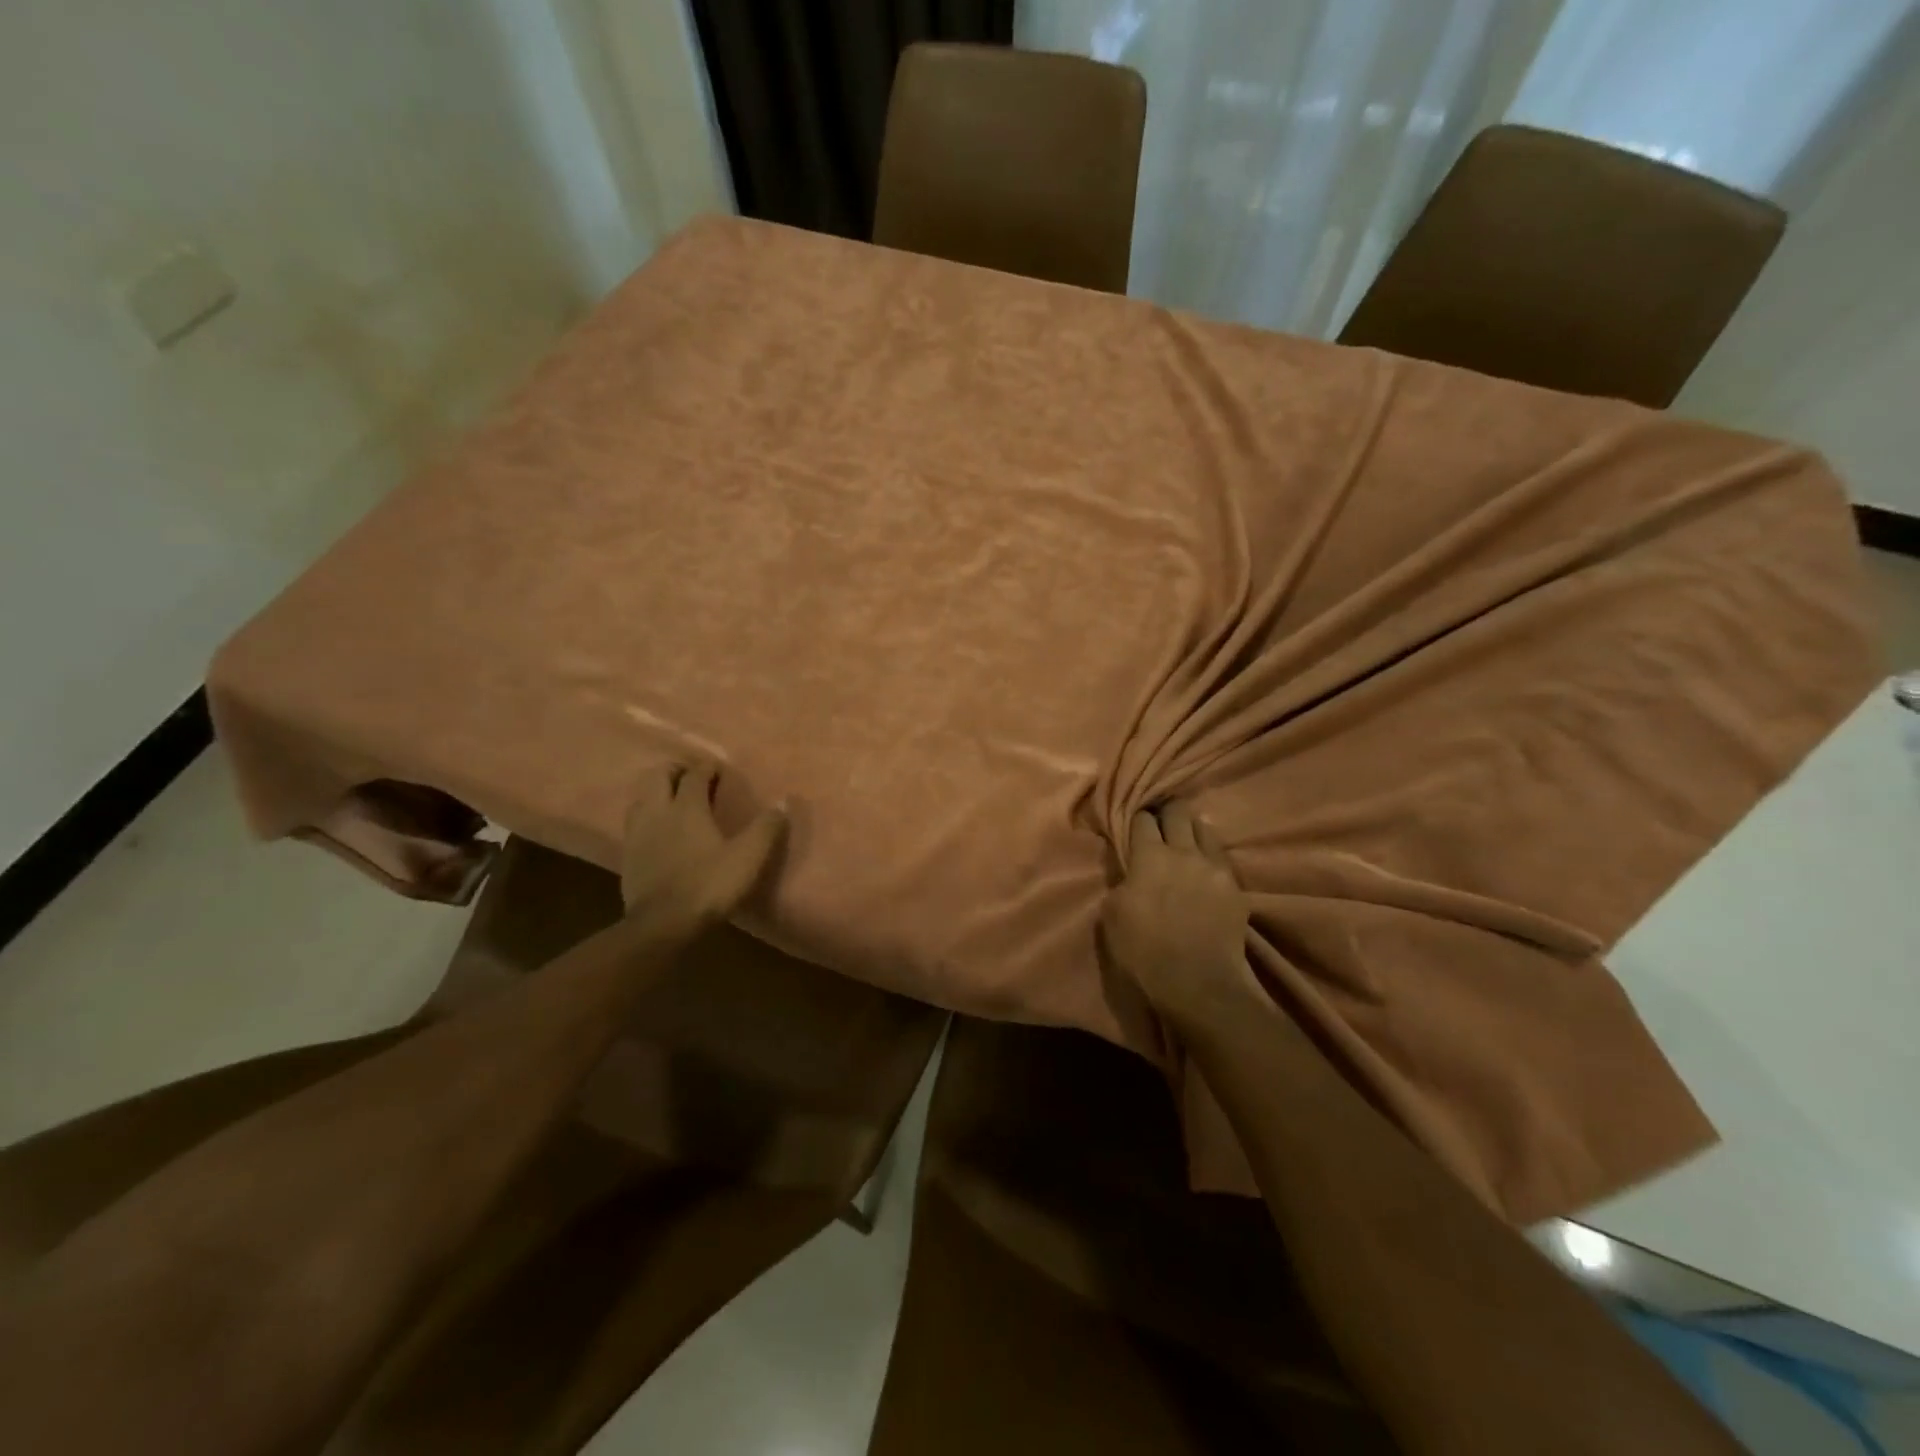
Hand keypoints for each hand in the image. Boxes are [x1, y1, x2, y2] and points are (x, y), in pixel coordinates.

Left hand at [620, 762, 786, 931]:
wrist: (662, 925)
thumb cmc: (708, 885)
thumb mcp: (748, 857)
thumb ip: (766, 828)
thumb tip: (783, 803)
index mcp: (687, 807)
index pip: (695, 774)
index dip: (708, 768)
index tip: (719, 769)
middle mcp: (658, 812)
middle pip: (658, 776)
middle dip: (675, 770)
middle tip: (692, 777)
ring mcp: (638, 833)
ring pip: (641, 797)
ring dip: (657, 791)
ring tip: (673, 799)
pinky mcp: (628, 855)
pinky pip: (634, 822)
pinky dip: (647, 816)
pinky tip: (658, 830)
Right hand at [1100, 802, 1259, 1029]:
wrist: (1199, 985)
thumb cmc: (1145, 952)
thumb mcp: (1112, 916)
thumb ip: (1122, 883)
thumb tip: (1130, 872)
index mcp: (1150, 856)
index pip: (1142, 818)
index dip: (1136, 819)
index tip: (1133, 827)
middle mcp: (1184, 852)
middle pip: (1178, 811)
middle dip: (1167, 812)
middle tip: (1160, 823)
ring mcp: (1215, 868)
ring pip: (1204, 829)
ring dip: (1192, 830)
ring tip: (1185, 842)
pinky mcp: (1236, 887)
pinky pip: (1221, 858)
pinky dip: (1209, 856)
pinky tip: (1204, 869)